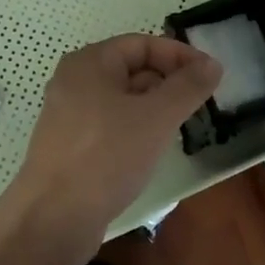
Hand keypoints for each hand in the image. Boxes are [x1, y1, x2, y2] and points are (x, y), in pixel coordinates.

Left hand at [5, 34, 219, 249]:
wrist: (52, 219)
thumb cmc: (105, 156)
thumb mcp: (155, 118)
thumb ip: (187, 87)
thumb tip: (212, 64)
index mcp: (90, 62)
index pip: (143, 44)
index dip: (180, 55)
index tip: (211, 76)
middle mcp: (75, 80)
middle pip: (131, 68)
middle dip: (168, 82)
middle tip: (200, 104)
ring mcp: (69, 114)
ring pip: (122, 99)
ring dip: (154, 107)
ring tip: (181, 128)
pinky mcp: (69, 145)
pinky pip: (110, 124)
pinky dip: (135, 128)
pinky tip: (151, 151)